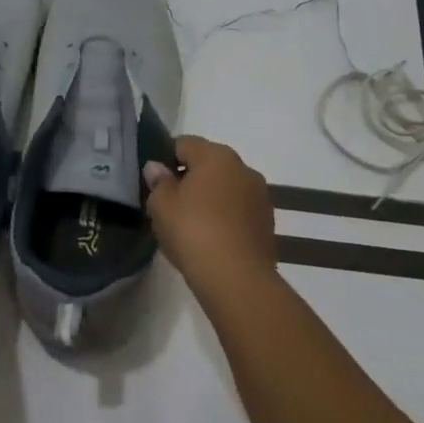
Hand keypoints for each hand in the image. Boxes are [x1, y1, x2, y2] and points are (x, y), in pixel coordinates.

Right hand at [144, 136, 276, 300]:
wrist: (236, 279)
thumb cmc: (192, 231)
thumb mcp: (161, 205)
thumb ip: (158, 181)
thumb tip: (157, 167)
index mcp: (216, 155)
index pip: (184, 143)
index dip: (166, 158)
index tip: (156, 182)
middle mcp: (243, 168)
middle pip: (209, 164)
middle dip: (190, 178)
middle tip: (171, 204)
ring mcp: (260, 196)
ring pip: (226, 188)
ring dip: (211, 198)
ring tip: (192, 225)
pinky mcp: (268, 223)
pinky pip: (239, 210)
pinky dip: (226, 217)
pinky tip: (212, 239)